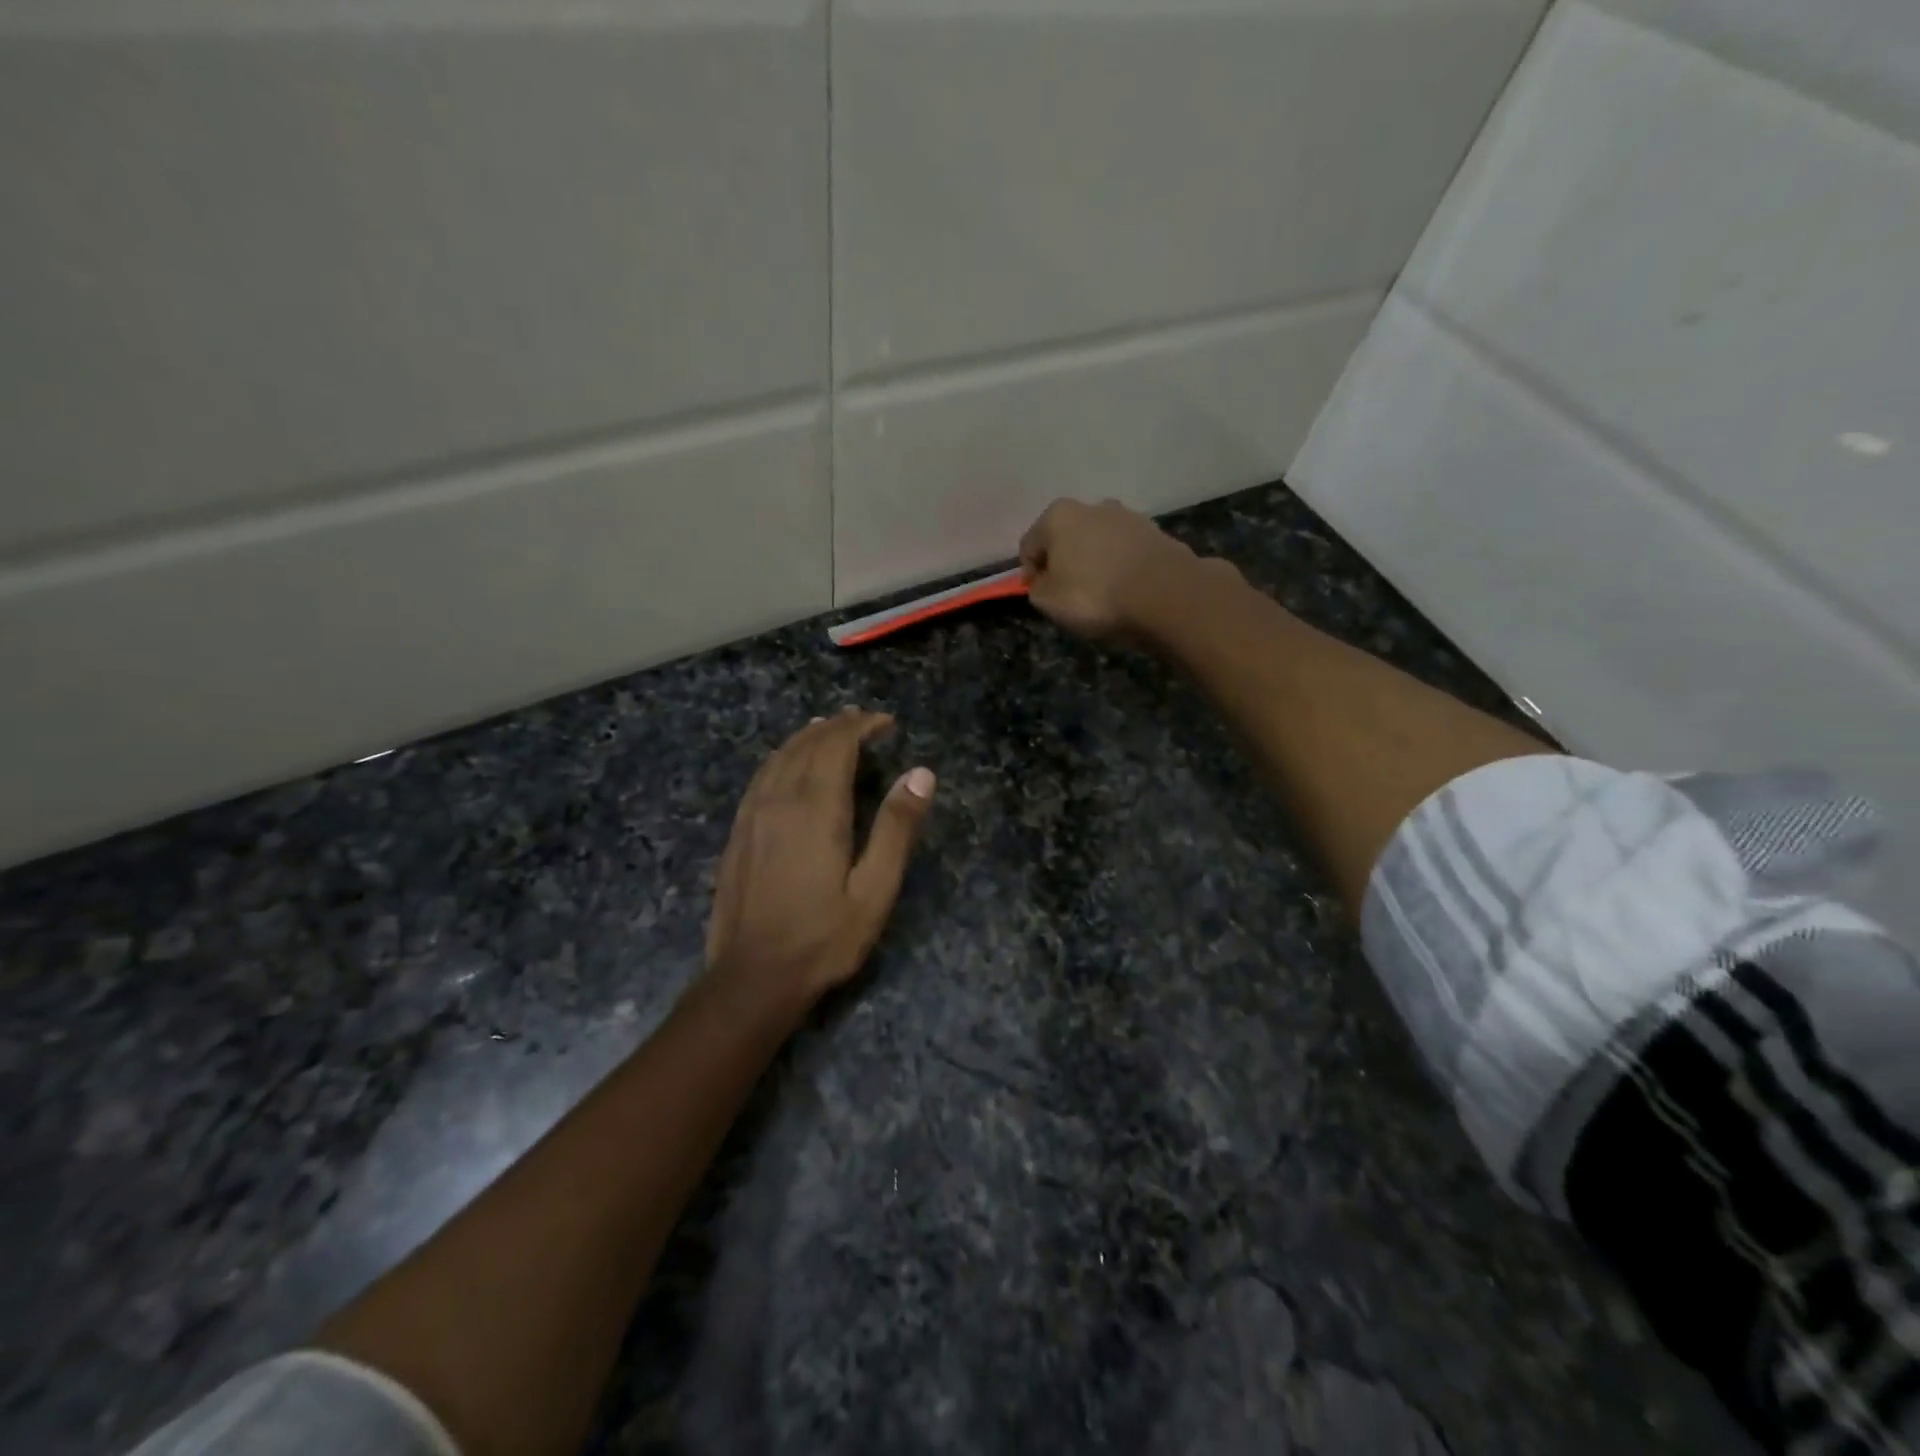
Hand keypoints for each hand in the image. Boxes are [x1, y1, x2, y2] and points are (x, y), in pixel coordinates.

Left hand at [703, 708, 935, 1017]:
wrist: (752, 977)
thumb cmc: (823, 938)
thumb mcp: (875, 891)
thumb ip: (897, 829)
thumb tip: (921, 773)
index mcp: (817, 809)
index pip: (837, 746)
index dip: (861, 726)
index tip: (886, 722)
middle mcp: (780, 800)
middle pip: (807, 745)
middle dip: (837, 726)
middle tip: (863, 720)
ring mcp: (753, 814)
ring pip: (779, 756)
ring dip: (807, 737)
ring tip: (828, 728)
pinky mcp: (738, 832)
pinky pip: (761, 776)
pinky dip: (781, 757)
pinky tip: (787, 764)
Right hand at [1018, 497, 1217, 640]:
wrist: (1165, 594)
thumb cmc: (1094, 595)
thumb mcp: (1048, 602)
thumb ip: (1037, 588)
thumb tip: (1043, 581)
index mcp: (1058, 516)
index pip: (1030, 545)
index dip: (1030, 573)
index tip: (1039, 595)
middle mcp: (1092, 506)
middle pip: (1066, 538)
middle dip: (1064, 562)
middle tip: (1069, 594)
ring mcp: (1128, 516)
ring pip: (1098, 542)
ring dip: (1094, 562)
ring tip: (1102, 594)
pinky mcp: (1156, 532)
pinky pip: (1126, 552)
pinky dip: (1121, 566)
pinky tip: (1126, 590)